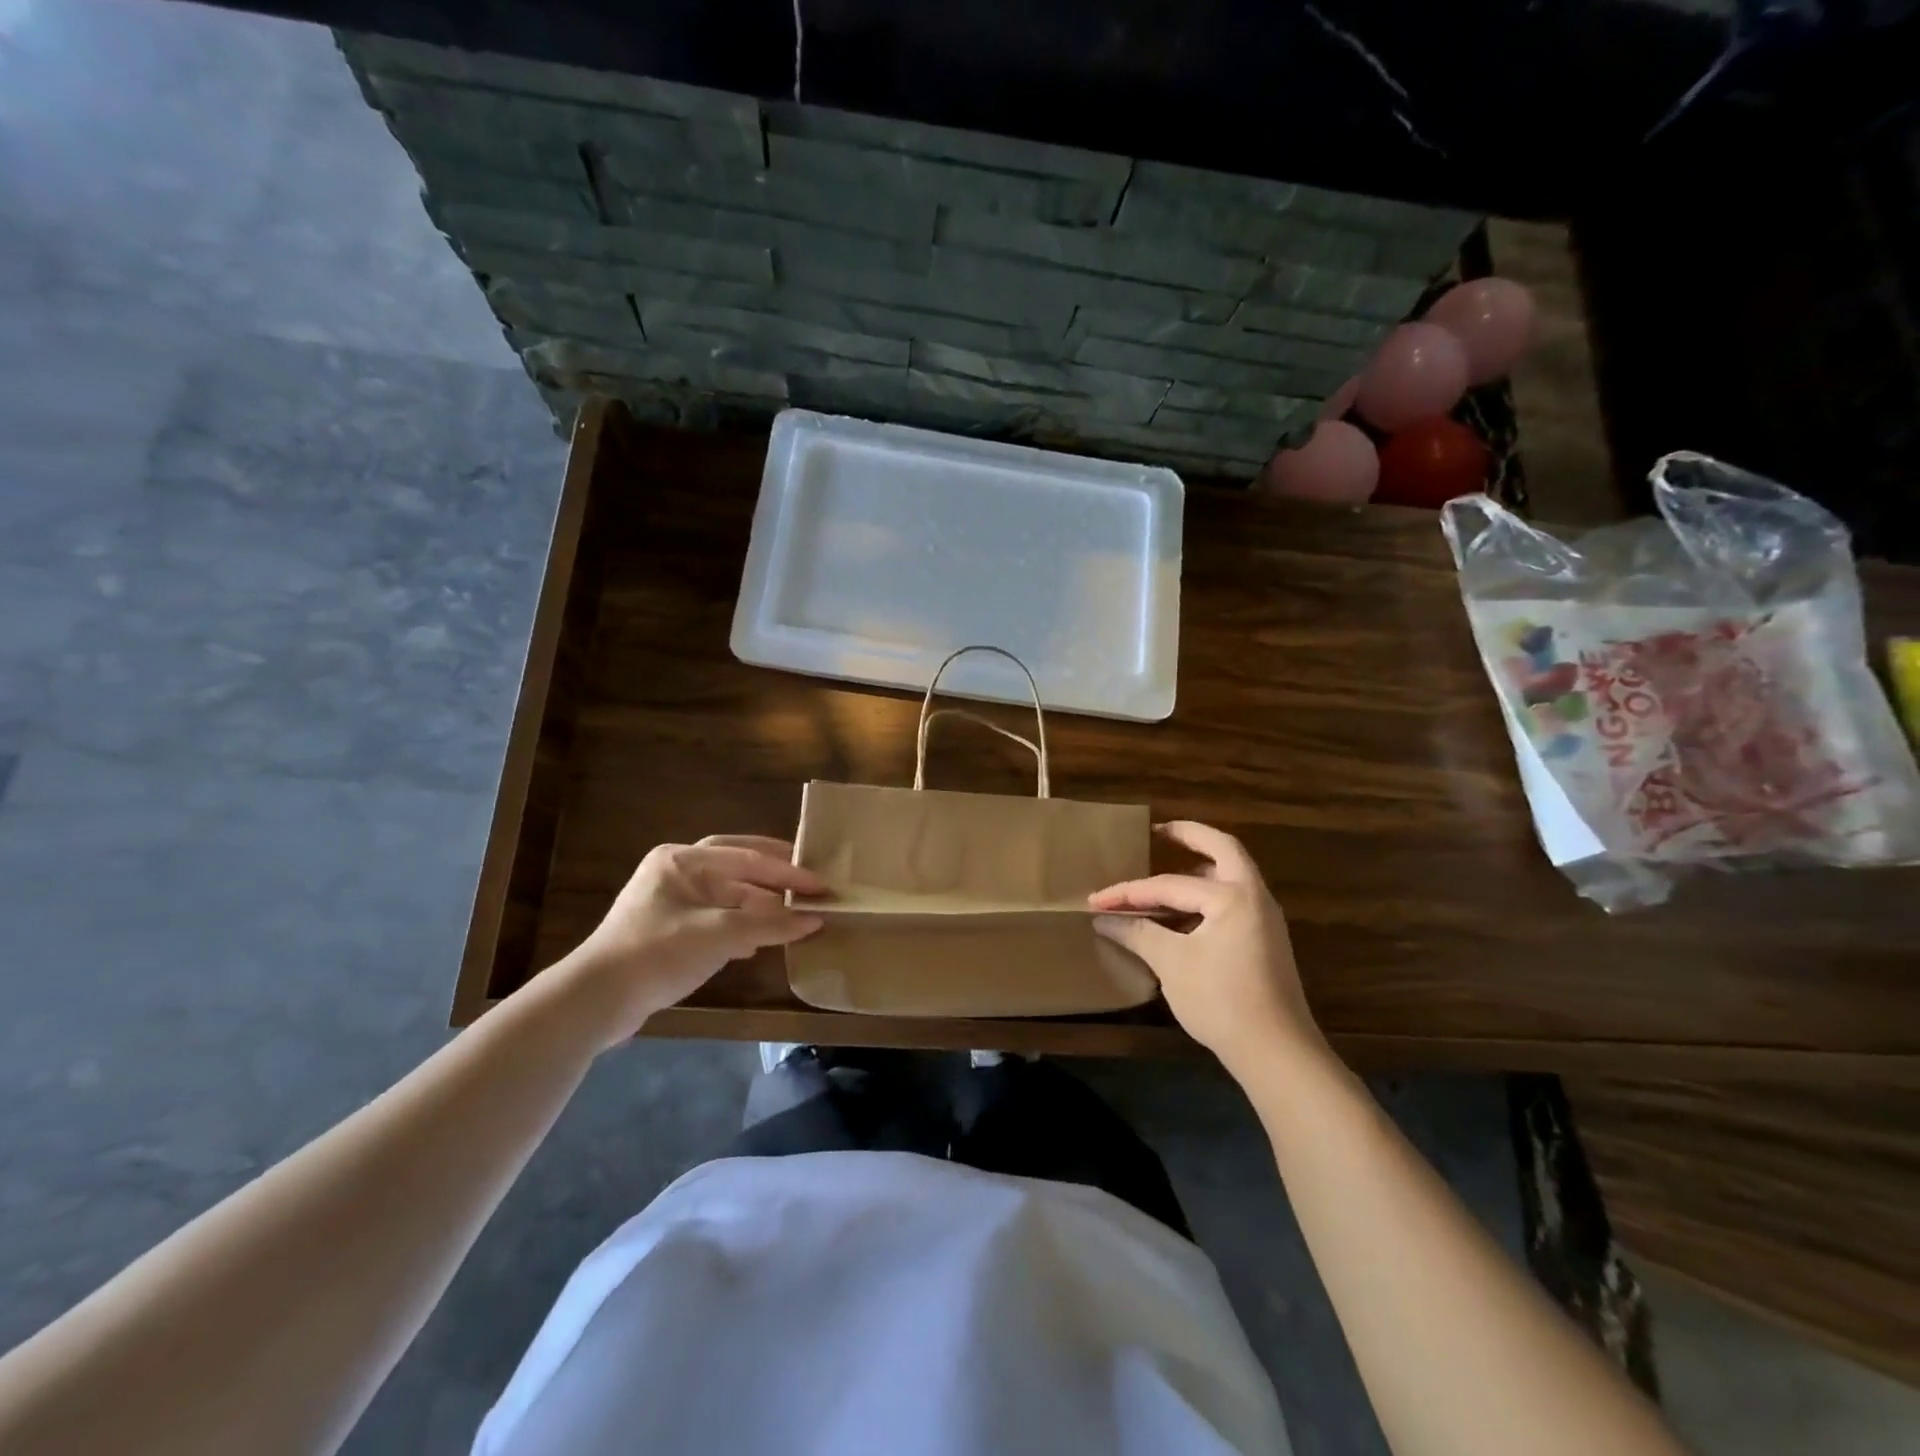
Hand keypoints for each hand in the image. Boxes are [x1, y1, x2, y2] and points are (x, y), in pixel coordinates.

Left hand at [553, 836, 825, 1049]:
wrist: (597, 1001)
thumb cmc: (658, 954)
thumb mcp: (719, 935)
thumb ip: (769, 925)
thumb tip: (815, 920)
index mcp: (682, 860)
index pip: (747, 858)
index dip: (788, 871)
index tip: (821, 885)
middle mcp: (677, 872)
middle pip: (737, 866)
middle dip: (774, 874)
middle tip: (810, 882)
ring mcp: (671, 902)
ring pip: (728, 894)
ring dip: (761, 902)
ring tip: (794, 912)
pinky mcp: (670, 931)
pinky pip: (717, 918)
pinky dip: (742, 925)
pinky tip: (761, 940)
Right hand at [1089, 822, 1325, 1080]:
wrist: (1276, 1053)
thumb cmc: (1221, 1000)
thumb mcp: (1172, 963)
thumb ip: (1138, 933)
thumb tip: (1103, 919)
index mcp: (1233, 896)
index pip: (1170, 885)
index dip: (1129, 892)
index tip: (1096, 901)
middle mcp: (1255, 897)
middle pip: (1223, 850)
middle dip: (1190, 836)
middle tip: (1159, 832)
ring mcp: (1265, 920)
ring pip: (1232, 876)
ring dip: (1201, 867)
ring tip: (1168, 870)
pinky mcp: (1265, 941)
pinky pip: (1233, 900)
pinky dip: (1207, 894)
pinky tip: (1183, 912)